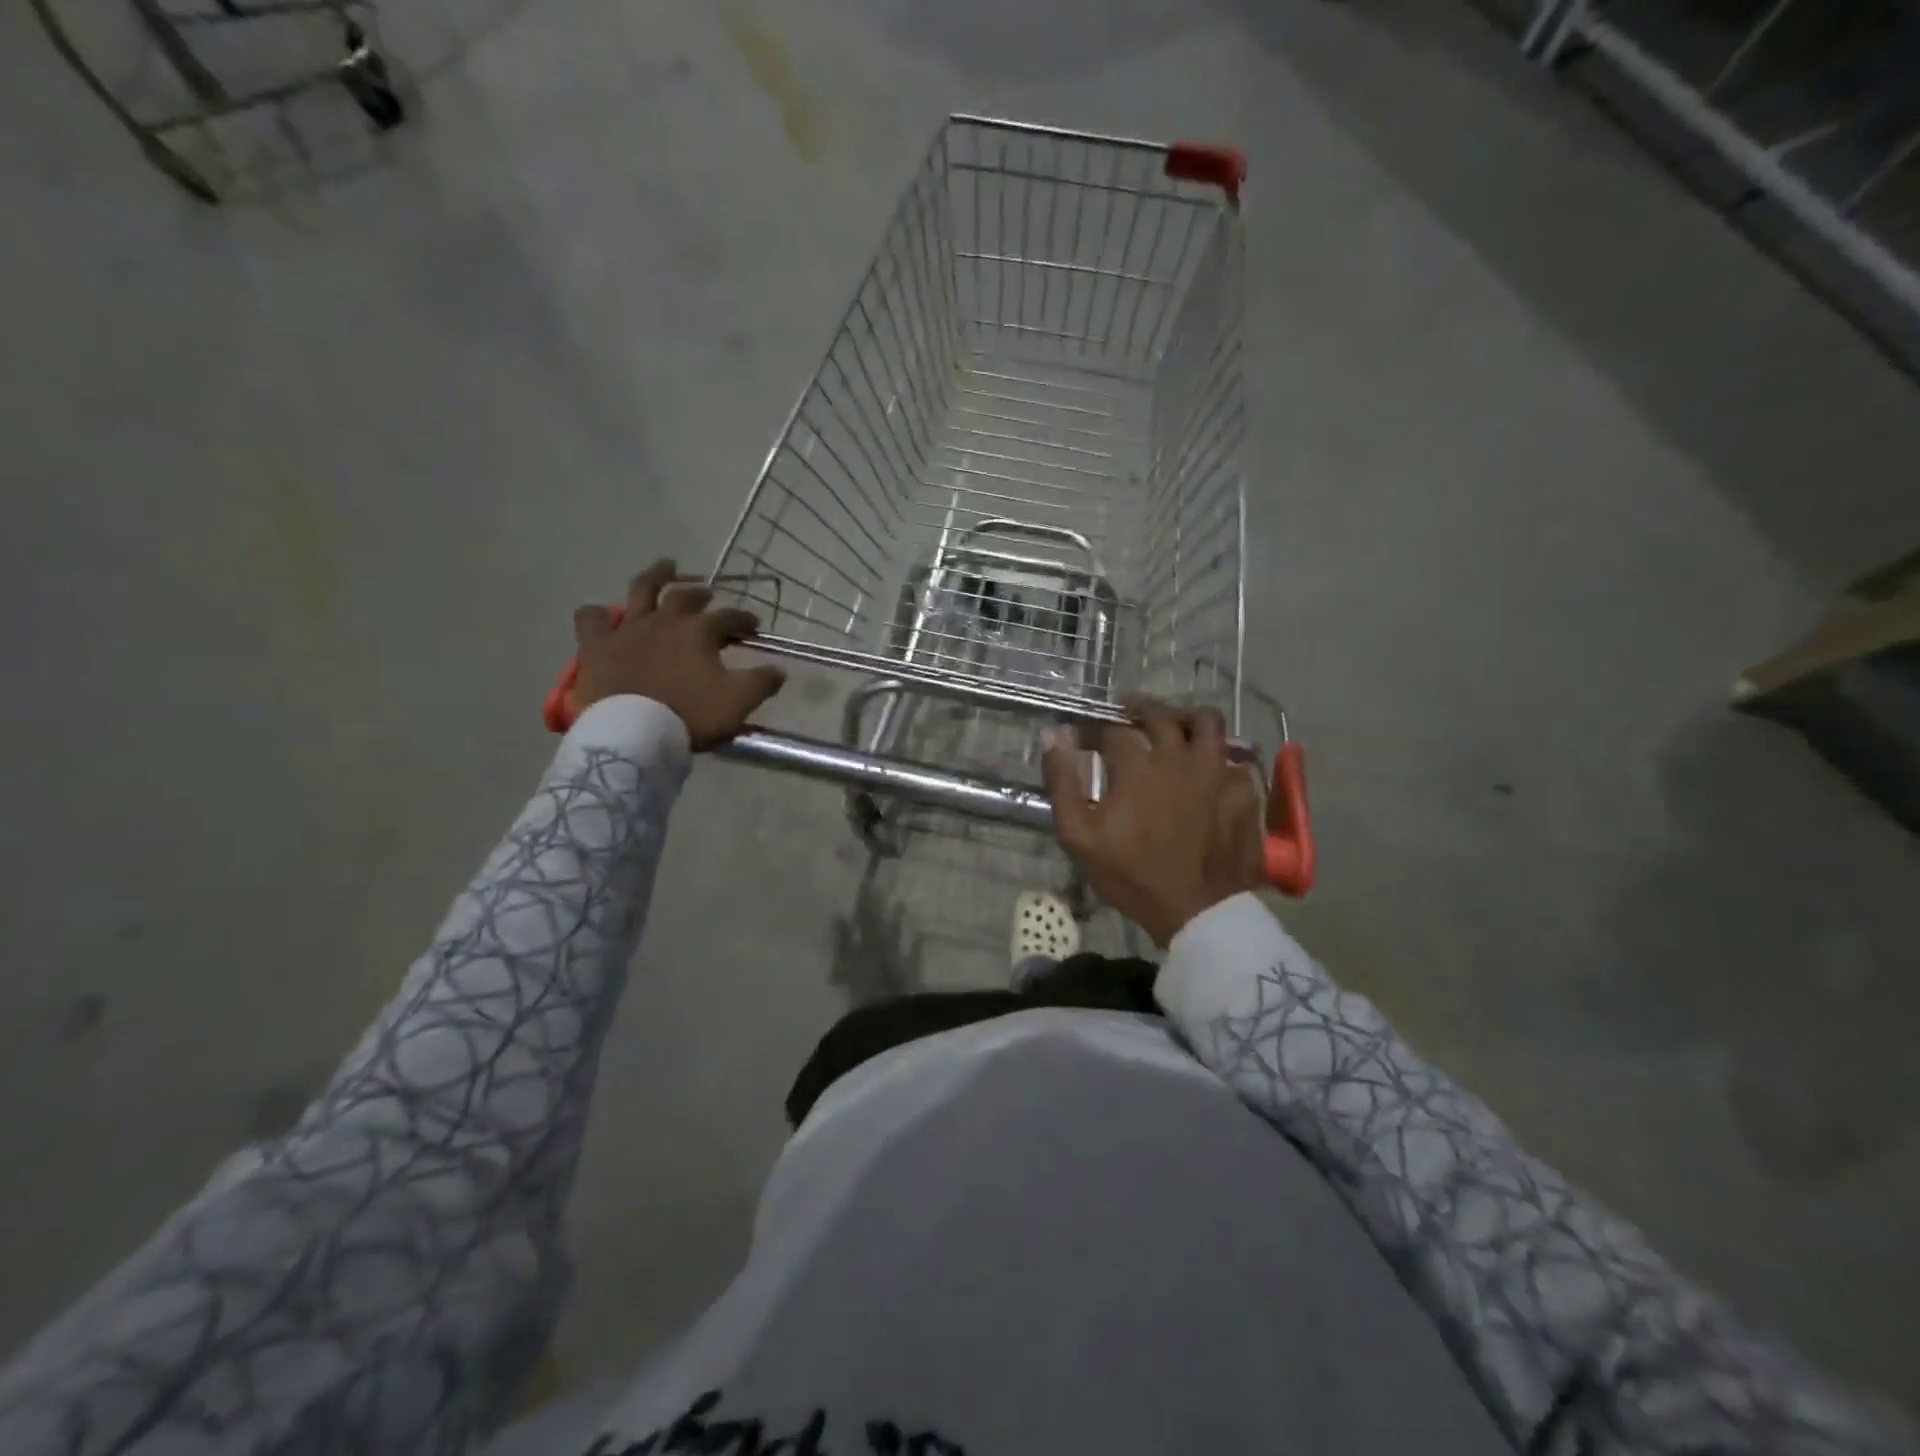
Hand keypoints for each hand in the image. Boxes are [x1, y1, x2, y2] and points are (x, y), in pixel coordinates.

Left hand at [572, 559, 785, 748]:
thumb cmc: (690, 715)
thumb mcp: (738, 702)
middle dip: (702, 594)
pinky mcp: (597, 645)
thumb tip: (778, 670)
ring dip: (657, 576)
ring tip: (667, 566)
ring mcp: (628, 629)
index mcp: (700, 631)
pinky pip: (591, 619)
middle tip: (709, 595)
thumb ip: (762, 683)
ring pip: (641, 590)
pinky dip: (597, 615)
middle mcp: (665, 620)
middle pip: (686, 597)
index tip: (753, 626)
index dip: (744, 619)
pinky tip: (602, 615)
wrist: (634, 732)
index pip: (729, 618)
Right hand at [1043, 696, 1264, 946]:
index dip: (1095, 728)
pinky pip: (1232, 758)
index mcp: (1137, 764)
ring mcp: (1216, 771)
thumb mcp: (1079, 835)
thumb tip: (1053, 736)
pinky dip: (1217, 757)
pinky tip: (1207, 770)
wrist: (1197, 911)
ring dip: (1185, 718)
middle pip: (1160, 714)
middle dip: (1138, 708)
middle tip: (1126, 714)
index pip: (1112, 728)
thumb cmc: (1131, 875)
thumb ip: (1063, 782)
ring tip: (1174, 727)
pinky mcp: (1243, 791)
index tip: (1084, 736)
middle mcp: (1179, 755)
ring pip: (1206, 722)